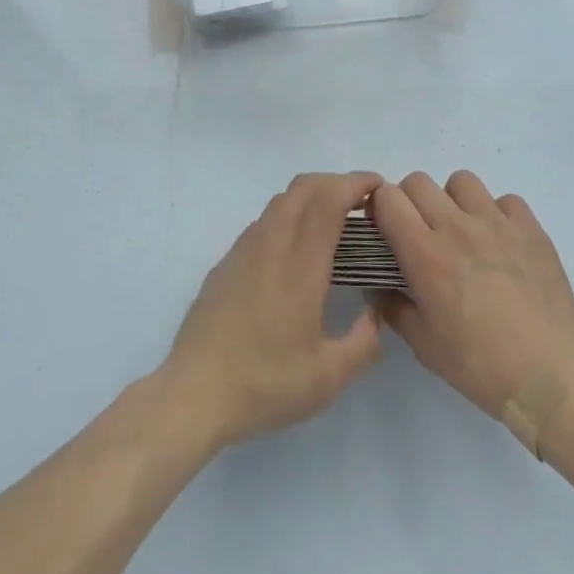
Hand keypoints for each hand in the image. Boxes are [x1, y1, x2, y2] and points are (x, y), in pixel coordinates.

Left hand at [162, 172, 385, 450]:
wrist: (195, 391)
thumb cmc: (266, 383)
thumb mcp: (329, 377)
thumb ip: (363, 341)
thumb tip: (375, 312)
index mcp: (301, 264)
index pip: (328, 200)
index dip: (355, 184)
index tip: (378, 188)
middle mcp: (271, 243)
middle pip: (304, 187)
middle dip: (336, 182)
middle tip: (362, 204)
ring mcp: (244, 249)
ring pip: (281, 201)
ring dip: (311, 197)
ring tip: (333, 223)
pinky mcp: (227, 261)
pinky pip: (264, 221)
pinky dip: (289, 216)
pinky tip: (295, 250)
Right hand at [371, 171, 573, 420]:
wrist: (549, 378)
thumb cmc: (479, 365)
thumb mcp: (423, 345)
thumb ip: (393, 307)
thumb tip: (379, 286)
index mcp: (425, 254)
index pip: (387, 198)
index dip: (379, 208)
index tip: (385, 230)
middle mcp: (457, 227)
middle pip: (418, 181)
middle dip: (410, 201)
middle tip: (421, 232)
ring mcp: (497, 223)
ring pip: (462, 181)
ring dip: (454, 200)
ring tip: (463, 231)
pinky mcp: (530, 229)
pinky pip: (506, 200)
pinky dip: (498, 214)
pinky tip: (502, 242)